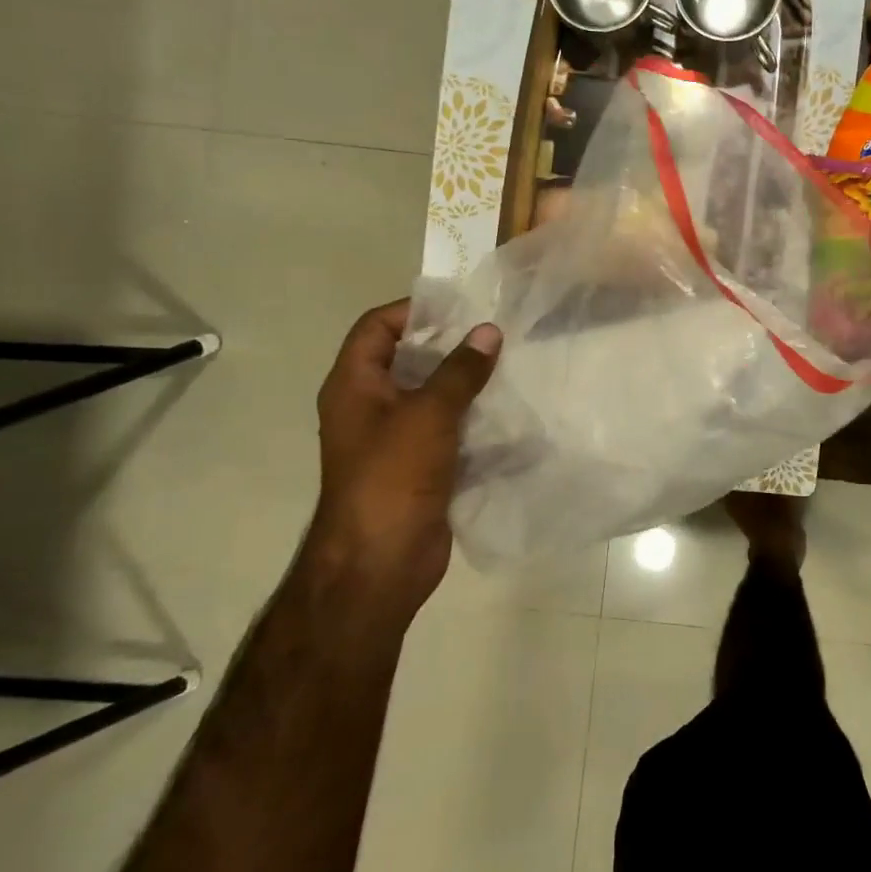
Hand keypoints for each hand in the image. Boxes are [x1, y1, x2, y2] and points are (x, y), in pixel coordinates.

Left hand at [312, 300, 500, 613]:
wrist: (379, 566)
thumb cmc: (391, 478)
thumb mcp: (427, 414)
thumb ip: (460, 371)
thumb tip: (488, 331)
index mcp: (355, 385)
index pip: (377, 327)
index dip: (413, 310)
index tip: (461, 305)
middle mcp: (372, 407)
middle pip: (410, 360)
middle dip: (452, 346)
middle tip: (498, 334)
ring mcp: (398, 439)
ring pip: (436, 397)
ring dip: (470, 384)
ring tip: (513, 367)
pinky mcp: (423, 467)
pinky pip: (453, 432)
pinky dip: (478, 422)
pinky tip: (515, 416)